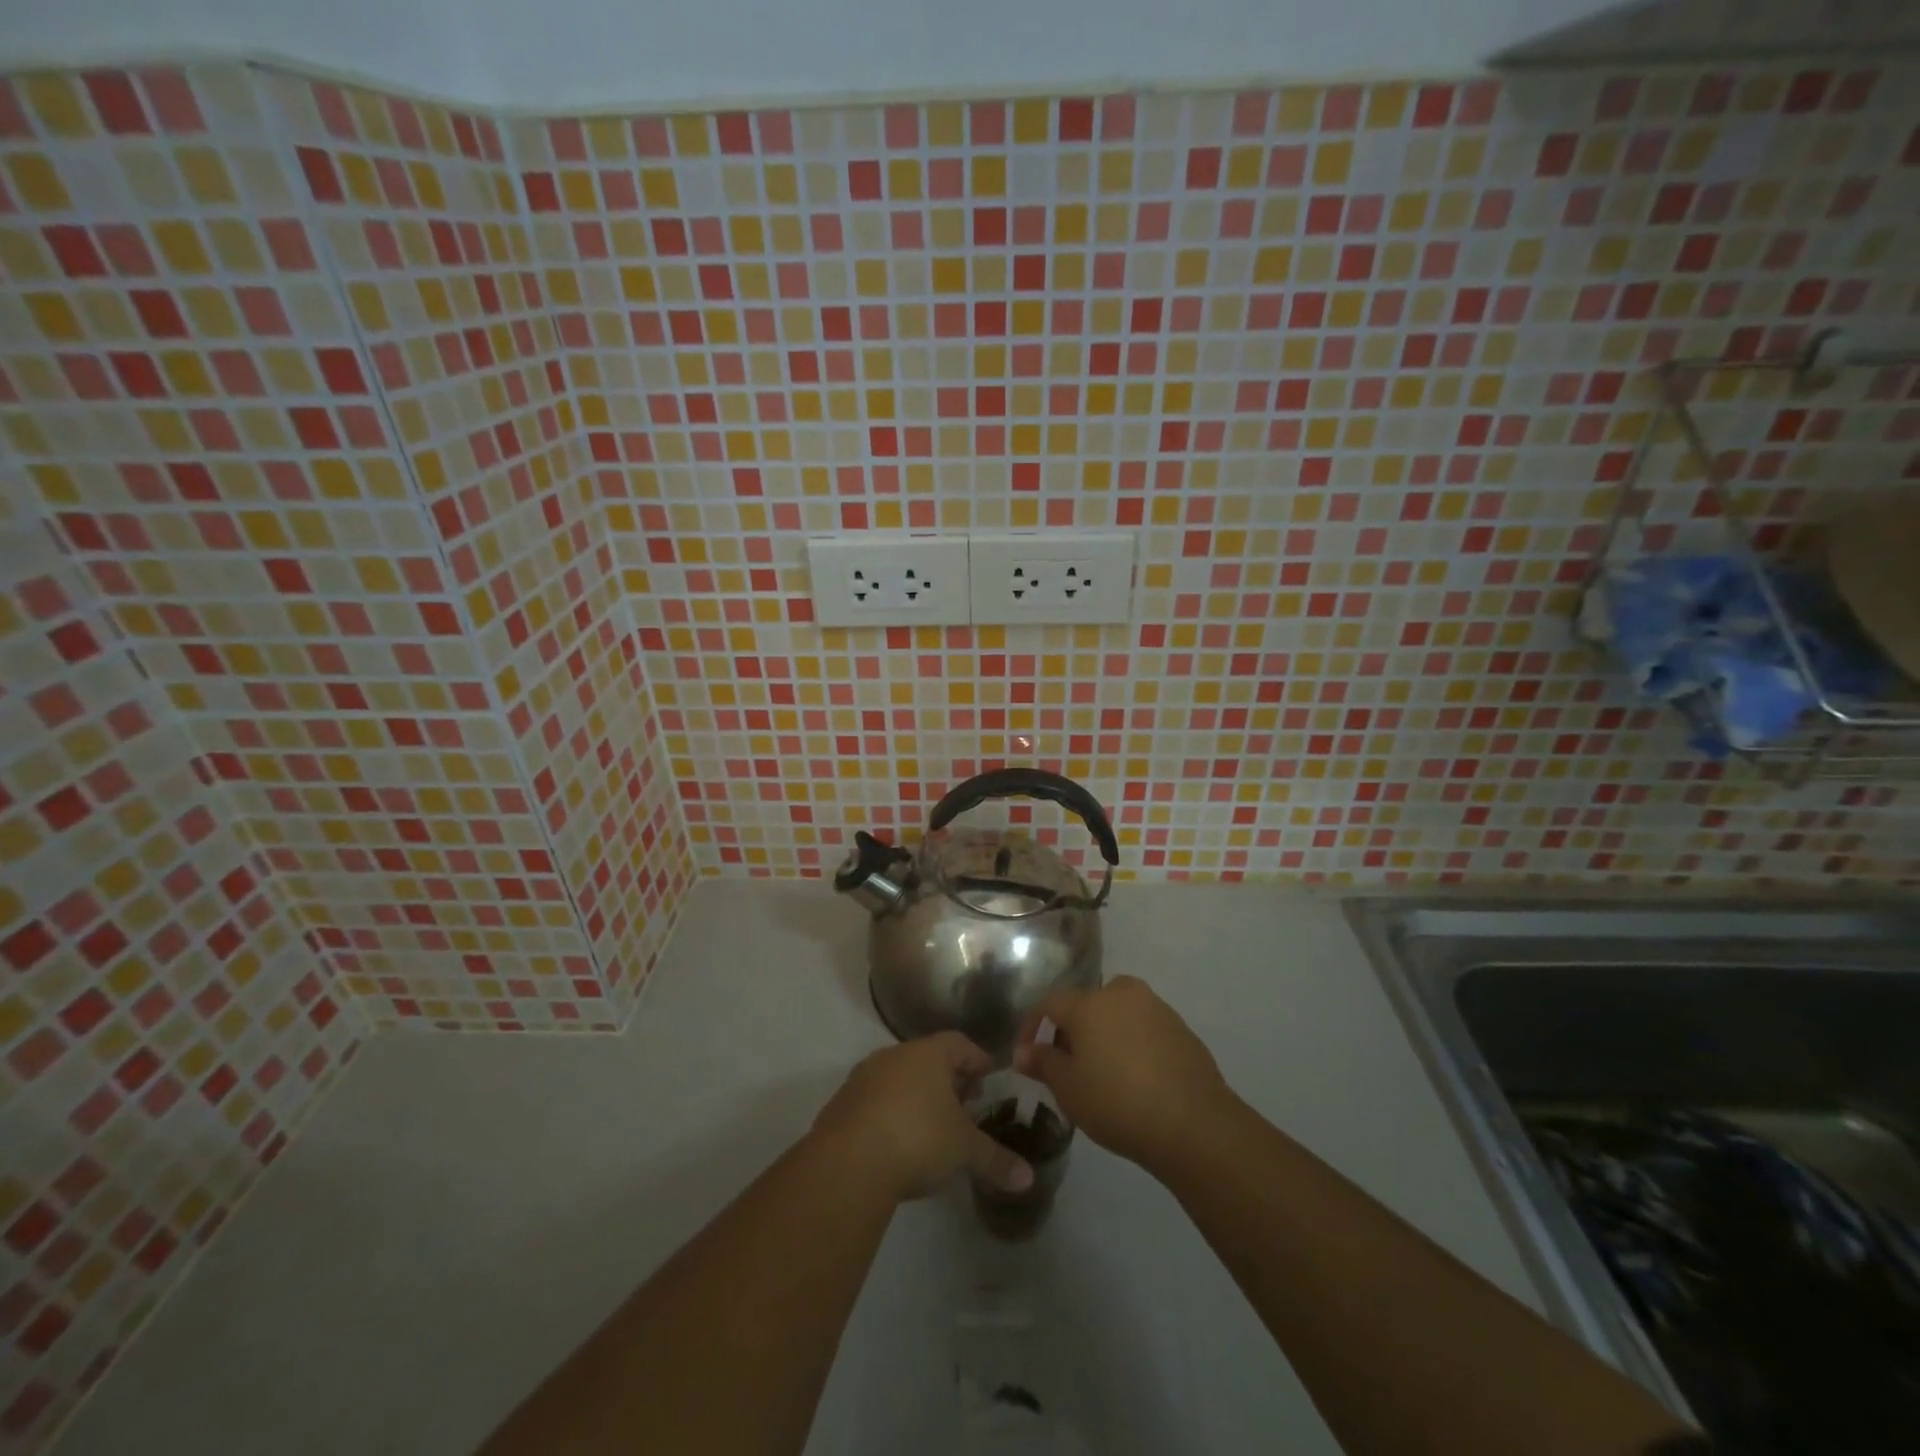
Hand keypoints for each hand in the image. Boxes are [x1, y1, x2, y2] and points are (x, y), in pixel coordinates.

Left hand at [811, 1033, 1034, 1202]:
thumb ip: (996, 1160)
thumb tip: (1028, 1178)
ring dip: (917, 1097)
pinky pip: (875, 1102)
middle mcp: (894, 1056)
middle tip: (966, 1104)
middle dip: (948, 1080)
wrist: (847, 1164)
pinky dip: (891, 1114)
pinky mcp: (841, 1106)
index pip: (959, 1044)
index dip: (977, 1059)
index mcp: (927, 1054)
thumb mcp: (964, 1151)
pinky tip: (899, 1143)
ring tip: (933, 1126)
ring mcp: (863, 1079)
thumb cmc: (917, 1138)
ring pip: (899, 1079)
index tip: (989, 1077)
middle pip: (927, 1060)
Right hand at [1014, 976, 1233, 1172]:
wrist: (1193, 1123)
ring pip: (1116, 1013)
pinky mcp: (1180, 1027)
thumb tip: (1024, 1052)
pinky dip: (1130, 1043)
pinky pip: (1142, 1028)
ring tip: (1100, 1072)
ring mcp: (1155, 1007)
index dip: (1031, 1026)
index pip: (1048, 1003)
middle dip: (1070, 1030)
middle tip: (1065, 1065)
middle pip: (1085, 1004)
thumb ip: (1043, 1063)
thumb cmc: (1117, 1103)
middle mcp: (1121, 993)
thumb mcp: (1068, 1089)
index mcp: (1089, 1002)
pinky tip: (1133, 1077)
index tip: (1025, 1054)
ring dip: (1102, 1034)